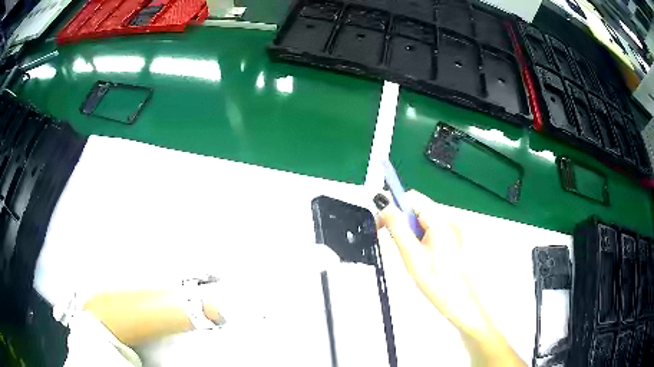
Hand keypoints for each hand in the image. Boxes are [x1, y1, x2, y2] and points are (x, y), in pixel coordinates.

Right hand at [376, 190, 483, 333]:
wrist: (459, 301)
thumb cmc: (436, 281)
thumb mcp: (412, 255)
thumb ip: (397, 227)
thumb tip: (384, 204)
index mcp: (441, 222)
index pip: (412, 198)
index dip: (394, 205)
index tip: (381, 223)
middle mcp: (449, 220)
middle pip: (418, 208)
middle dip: (402, 220)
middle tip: (396, 243)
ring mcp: (452, 229)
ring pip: (423, 220)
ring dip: (410, 230)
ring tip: (410, 253)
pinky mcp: (452, 238)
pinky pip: (430, 229)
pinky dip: (419, 237)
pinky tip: (420, 255)